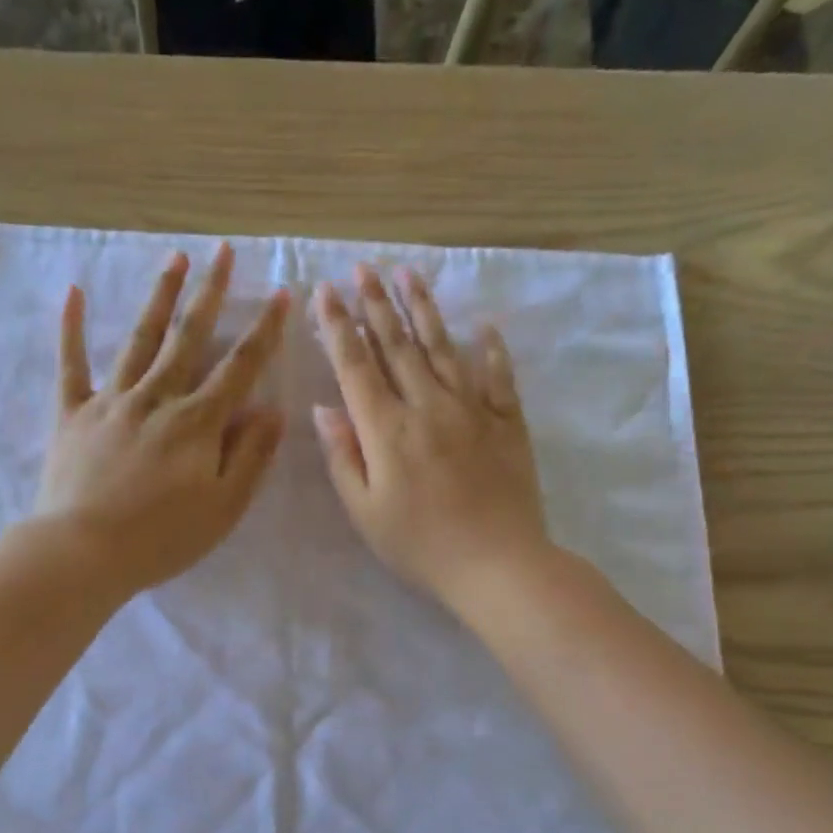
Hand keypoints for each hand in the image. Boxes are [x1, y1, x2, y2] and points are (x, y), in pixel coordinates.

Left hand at [35, 243, 288, 594]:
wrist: (83, 552)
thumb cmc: (162, 538)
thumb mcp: (224, 507)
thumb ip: (251, 456)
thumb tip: (273, 410)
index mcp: (198, 422)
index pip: (240, 368)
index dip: (263, 331)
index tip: (280, 294)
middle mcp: (157, 398)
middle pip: (188, 338)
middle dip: (209, 292)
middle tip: (222, 252)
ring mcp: (111, 401)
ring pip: (139, 339)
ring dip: (159, 297)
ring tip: (174, 258)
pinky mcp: (72, 414)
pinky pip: (71, 364)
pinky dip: (71, 328)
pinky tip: (73, 292)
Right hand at [312, 265, 548, 607]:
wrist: (497, 564)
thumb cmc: (420, 545)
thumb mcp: (365, 511)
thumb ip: (343, 457)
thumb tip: (325, 409)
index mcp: (387, 430)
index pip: (356, 366)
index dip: (338, 327)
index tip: (325, 292)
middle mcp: (428, 406)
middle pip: (397, 345)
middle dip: (376, 304)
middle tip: (363, 267)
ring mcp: (472, 410)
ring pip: (443, 348)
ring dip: (424, 309)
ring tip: (409, 274)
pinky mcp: (507, 422)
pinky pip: (497, 376)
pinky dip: (490, 349)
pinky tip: (483, 327)